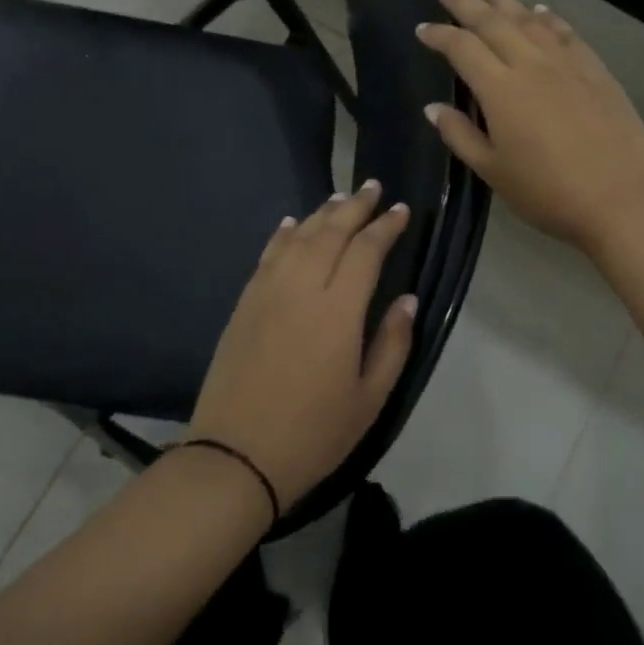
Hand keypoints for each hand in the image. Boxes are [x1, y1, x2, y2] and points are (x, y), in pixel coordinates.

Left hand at [187, 182, 415, 512]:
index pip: (366, 251)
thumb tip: (408, 299)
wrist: (236, 456)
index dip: (386, 227)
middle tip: (374, 188)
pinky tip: (291, 224)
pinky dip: (283, 235)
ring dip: (321, 213)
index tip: (401, 210)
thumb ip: (393, 343)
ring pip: (298, 237)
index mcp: (338, 310)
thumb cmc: (313, 433)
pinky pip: (267, 256)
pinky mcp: (244, 304)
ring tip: (340, 199)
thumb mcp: (370, 398)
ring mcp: (267, 292)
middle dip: (356, 206)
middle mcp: (301, 288)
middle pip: (330, 232)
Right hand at [417, 0, 643, 257]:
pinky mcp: (596, 70)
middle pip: (492, 22)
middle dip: (465, 1)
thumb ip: (460, 135)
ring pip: (529, 19)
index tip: (423, 28)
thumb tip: (434, 108)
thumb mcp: (493, 171)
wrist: (622, 198)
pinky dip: (548, 18)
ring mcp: (567, 63)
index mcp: (500, 89)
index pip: (462, 48)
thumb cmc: (548, 192)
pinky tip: (541, 11)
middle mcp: (531, 64)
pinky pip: (565, 33)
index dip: (439, 35)